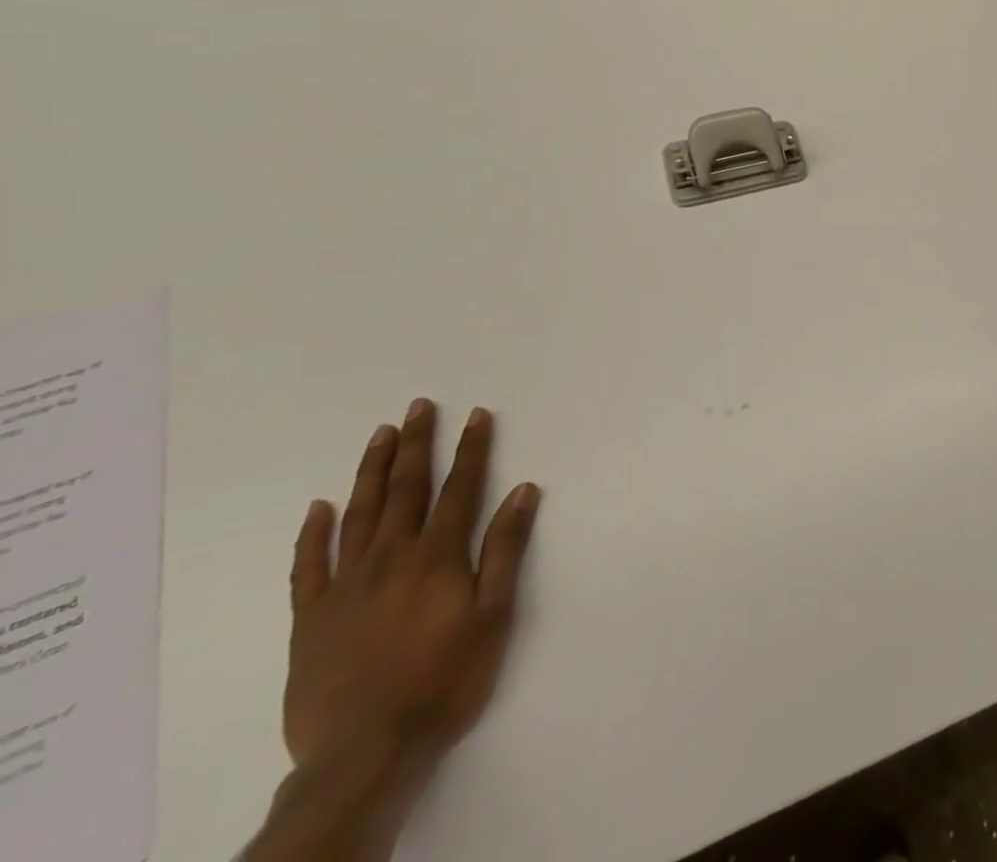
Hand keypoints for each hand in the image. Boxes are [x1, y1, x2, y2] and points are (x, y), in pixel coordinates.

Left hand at [286, 400, 540, 785]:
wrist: (364, 754)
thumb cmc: (445, 679)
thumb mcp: (493, 614)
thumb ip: (505, 549)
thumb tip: (522, 489)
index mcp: (437, 556)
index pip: (459, 487)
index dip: (471, 448)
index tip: (477, 414)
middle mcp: (390, 558)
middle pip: (405, 489)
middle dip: (416, 444)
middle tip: (419, 406)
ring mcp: (346, 586)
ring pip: (359, 514)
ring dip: (371, 471)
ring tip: (380, 435)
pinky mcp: (311, 618)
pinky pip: (310, 565)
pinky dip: (314, 533)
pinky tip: (320, 507)